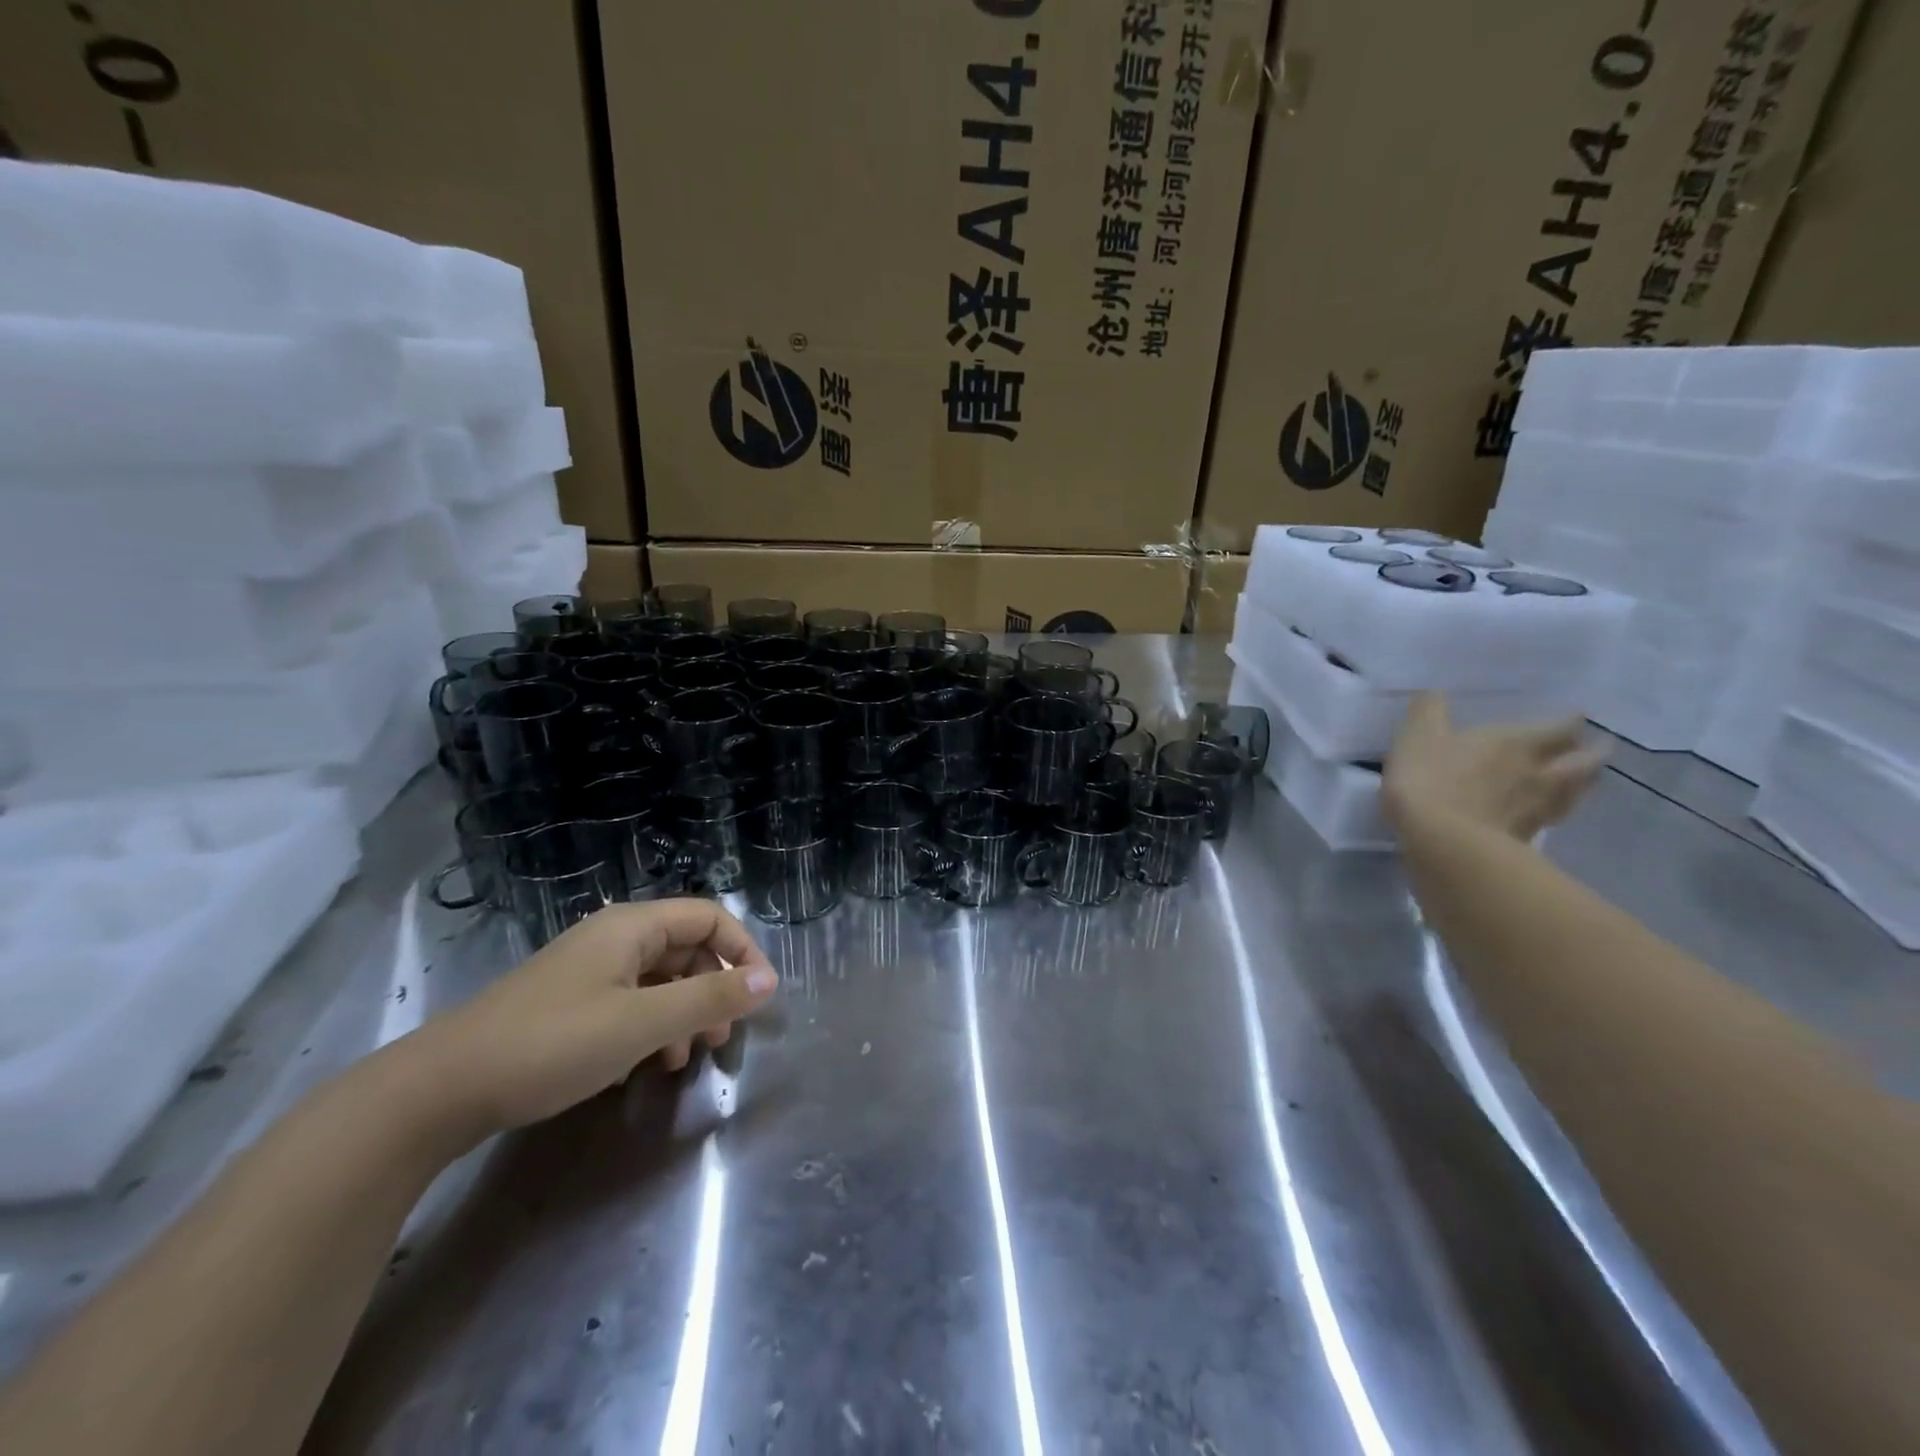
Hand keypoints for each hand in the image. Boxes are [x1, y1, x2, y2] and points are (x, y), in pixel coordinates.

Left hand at [418, 899, 777, 1134]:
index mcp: (632, 926)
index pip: (709, 917)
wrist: (440, 1090)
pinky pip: (632, 1001)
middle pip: (686, 947)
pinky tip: (650, 1064)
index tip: (760, 995)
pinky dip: (653, 1026)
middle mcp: (614, 938)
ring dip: (685, 1011)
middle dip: (714, 987)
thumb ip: (708, 999)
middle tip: (724, 1035)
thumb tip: (768, 981)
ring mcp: (589, 971)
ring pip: (660, 978)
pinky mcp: (571, 1003)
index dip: (742, 950)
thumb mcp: (641, 1023)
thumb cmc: (552, 1044)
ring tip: (691, 1056)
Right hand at [1384, 694, 1608, 841]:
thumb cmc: (1431, 779)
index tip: (1577, 716)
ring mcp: (1537, 809)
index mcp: (1517, 742)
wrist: (1442, 843)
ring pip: (1575, 793)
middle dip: (1592, 753)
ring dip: (1583, 785)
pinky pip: (1550, 821)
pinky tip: (1546, 815)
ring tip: (1582, 781)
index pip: (1560, 727)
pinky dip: (1555, 814)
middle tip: (1597, 748)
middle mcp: (1538, 772)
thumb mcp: (1416, 736)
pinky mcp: (1526, 840)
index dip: (1570, 720)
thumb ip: (1428, 711)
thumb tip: (1433, 693)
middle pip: (1583, 762)